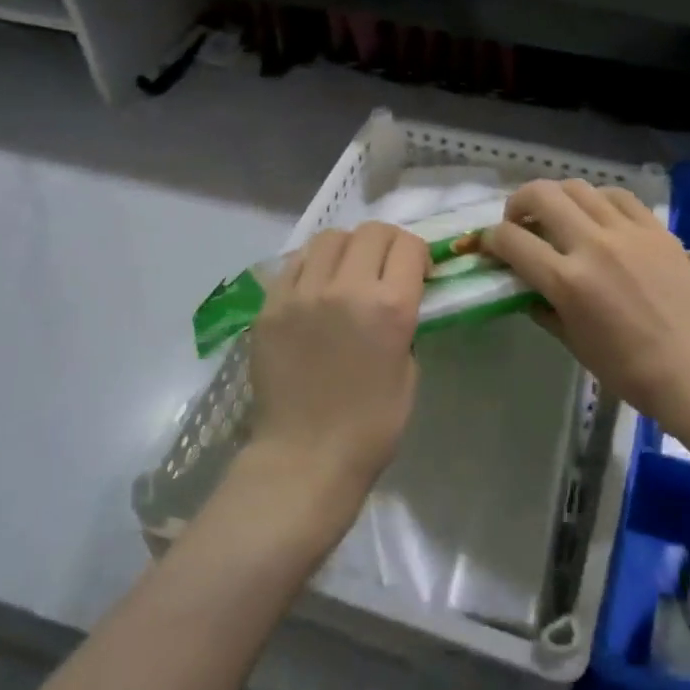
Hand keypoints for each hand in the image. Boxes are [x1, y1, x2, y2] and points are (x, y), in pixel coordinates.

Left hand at [248, 223, 428, 504]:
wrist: (304, 458)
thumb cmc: (371, 426)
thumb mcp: (409, 370)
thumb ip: (404, 322)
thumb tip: (394, 298)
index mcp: (390, 307)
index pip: (410, 246)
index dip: (419, 256)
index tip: (418, 275)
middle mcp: (347, 288)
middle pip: (373, 231)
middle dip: (388, 244)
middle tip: (385, 270)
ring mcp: (303, 293)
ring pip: (330, 237)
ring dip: (348, 248)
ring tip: (347, 272)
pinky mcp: (270, 305)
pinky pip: (295, 262)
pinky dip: (312, 264)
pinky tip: (316, 287)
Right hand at [482, 180, 689, 422]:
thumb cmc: (628, 369)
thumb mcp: (572, 342)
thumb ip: (543, 308)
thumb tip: (525, 287)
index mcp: (567, 281)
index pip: (511, 240)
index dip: (490, 239)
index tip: (490, 245)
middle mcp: (593, 245)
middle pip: (540, 195)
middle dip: (518, 203)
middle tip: (520, 222)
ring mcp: (627, 231)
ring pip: (578, 188)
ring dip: (557, 197)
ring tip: (559, 215)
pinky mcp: (655, 228)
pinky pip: (618, 196)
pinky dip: (598, 200)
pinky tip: (598, 215)